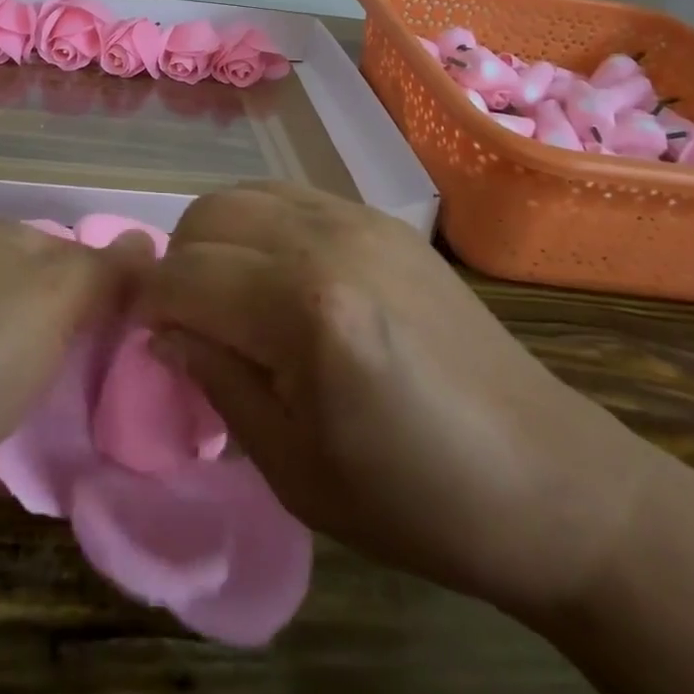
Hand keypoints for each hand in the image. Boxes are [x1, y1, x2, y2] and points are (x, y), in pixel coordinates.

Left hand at [0, 221, 150, 578]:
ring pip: (51, 380)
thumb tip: (148, 239)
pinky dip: (63, 448)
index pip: (78, 256)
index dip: (125, 283)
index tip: (173, 317)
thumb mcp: (50, 288)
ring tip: (166, 421)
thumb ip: (105, 271)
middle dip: (114, 346)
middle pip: (66, 320)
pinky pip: (31, 440)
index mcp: (0, 253)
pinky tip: (115, 459)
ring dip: (93, 399)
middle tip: (178, 376)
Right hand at [140, 182, 657, 616]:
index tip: (148, 342)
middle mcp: (326, 240)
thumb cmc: (414, 499)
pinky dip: (259, 225)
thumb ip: (215, 380)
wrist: (546, 477)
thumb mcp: (293, 467)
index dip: (148, 308)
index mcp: (305, 309)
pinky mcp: (381, 218)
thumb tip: (163, 332)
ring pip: (242, 194)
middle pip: (206, 216)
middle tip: (191, 325)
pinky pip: (289, 195)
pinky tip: (278, 275)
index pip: (183, 276)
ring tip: (231, 296)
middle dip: (178, 267)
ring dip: (216, 239)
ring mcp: (358, 218)